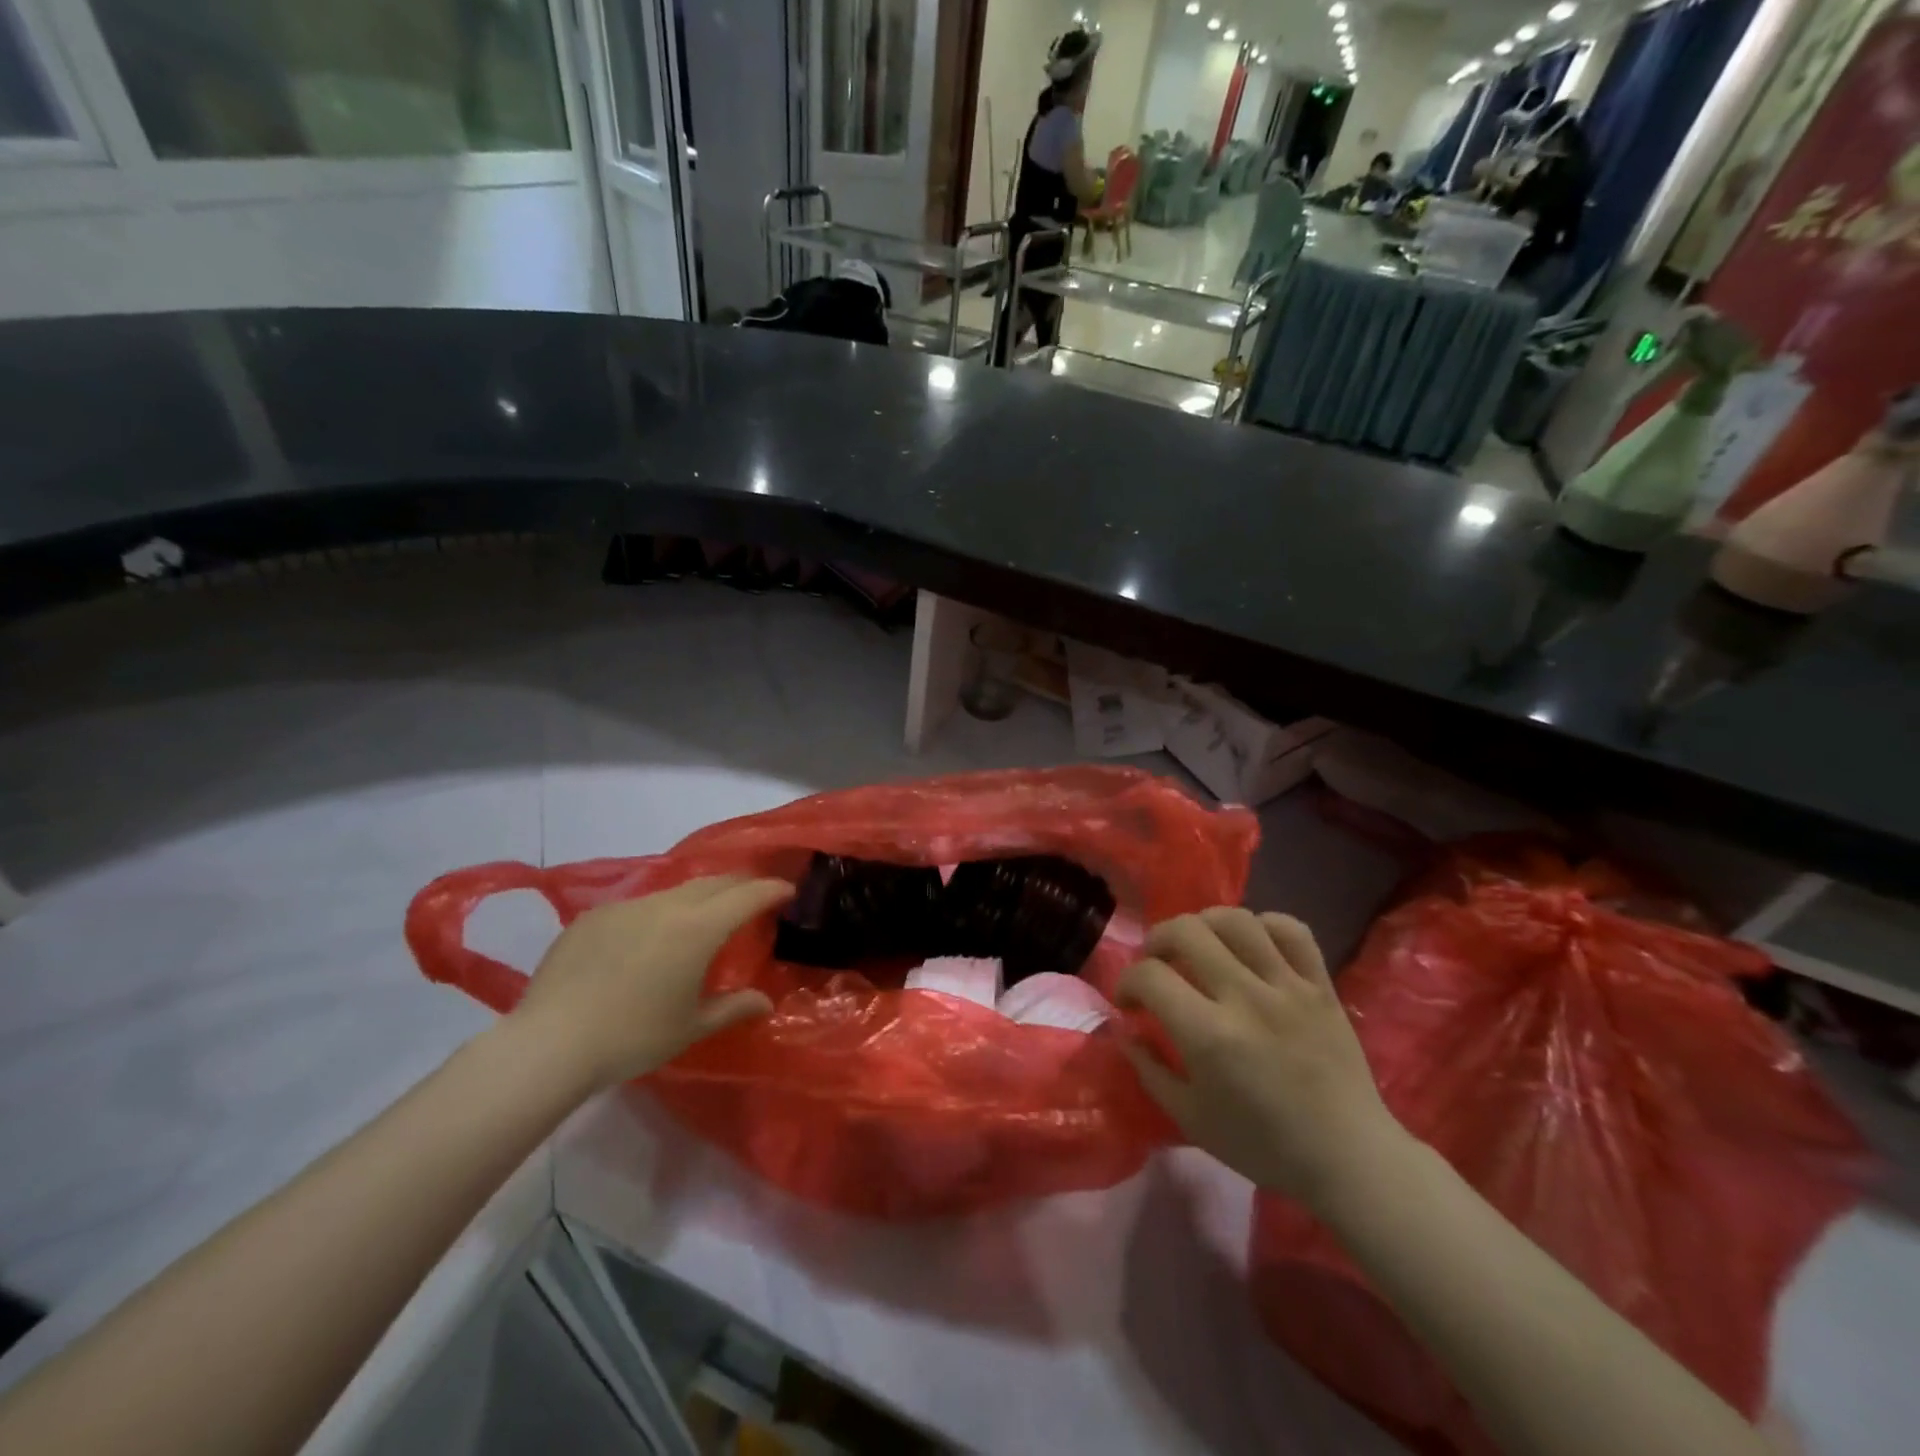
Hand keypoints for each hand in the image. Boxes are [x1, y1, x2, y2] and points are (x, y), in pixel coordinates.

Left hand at [507, 875, 792, 1092]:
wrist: (550, 1043)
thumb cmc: (633, 1038)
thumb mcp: (691, 1027)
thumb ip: (733, 1007)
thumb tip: (765, 1001)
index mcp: (698, 928)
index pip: (747, 895)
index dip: (772, 889)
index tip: (788, 890)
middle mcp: (666, 905)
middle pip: (714, 883)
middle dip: (740, 886)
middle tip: (754, 897)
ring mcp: (626, 907)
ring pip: (675, 891)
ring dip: (698, 898)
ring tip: (702, 918)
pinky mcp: (593, 916)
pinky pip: (638, 906)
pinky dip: (657, 914)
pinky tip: (647, 941)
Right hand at [1116, 908, 1408, 1210]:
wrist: (1350, 1159)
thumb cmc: (1264, 1146)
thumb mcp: (1191, 1118)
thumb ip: (1149, 1069)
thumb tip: (1124, 1028)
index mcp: (1209, 1036)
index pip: (1150, 976)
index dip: (1126, 982)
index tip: (1128, 1001)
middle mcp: (1246, 998)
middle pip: (1186, 931)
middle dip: (1157, 940)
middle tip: (1157, 963)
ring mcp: (1288, 987)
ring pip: (1235, 920)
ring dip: (1204, 924)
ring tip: (1199, 945)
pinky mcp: (1321, 985)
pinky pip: (1292, 930)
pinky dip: (1264, 926)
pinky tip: (1251, 945)